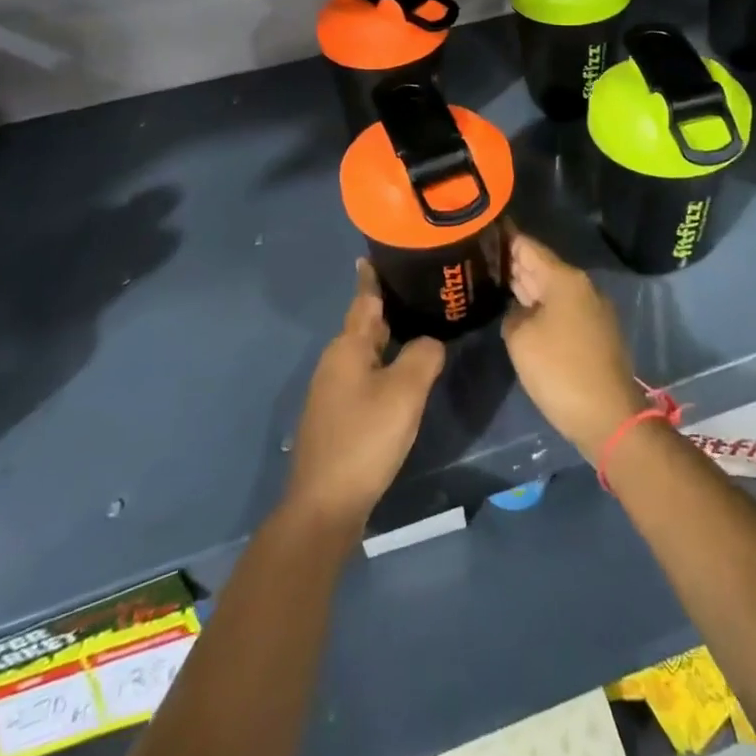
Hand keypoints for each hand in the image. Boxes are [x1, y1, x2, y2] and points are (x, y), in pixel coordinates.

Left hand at [284, 260, 445, 528]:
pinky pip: (366, 374)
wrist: (325, 505)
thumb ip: (423, 355)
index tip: (385, 250)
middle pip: (367, 323)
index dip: (375, 275)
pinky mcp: (338, 415)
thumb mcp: (405, 391)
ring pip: (367, 350)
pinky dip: (386, 364)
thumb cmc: (365, 439)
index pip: (365, 297)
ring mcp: (333, 390)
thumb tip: (430, 343)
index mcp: (348, 346)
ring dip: (391, 336)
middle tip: (424, 288)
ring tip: (422, 324)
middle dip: (391, 305)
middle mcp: (335, 361)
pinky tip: (405, 373)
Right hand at [501, 232, 646, 456]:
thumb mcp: (520, 339)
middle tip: (480, 256)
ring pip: (553, 288)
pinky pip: (562, 308)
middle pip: (542, 266)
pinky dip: (541, 306)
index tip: (483, 229)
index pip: (529, 246)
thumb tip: (519, 310)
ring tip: (494, 280)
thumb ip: (512, 314)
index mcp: (565, 278)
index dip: (505, 238)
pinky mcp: (595, 332)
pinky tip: (521, 313)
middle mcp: (582, 286)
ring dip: (527, 285)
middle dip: (514, 262)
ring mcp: (592, 309)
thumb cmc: (560, 370)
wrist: (608, 415)